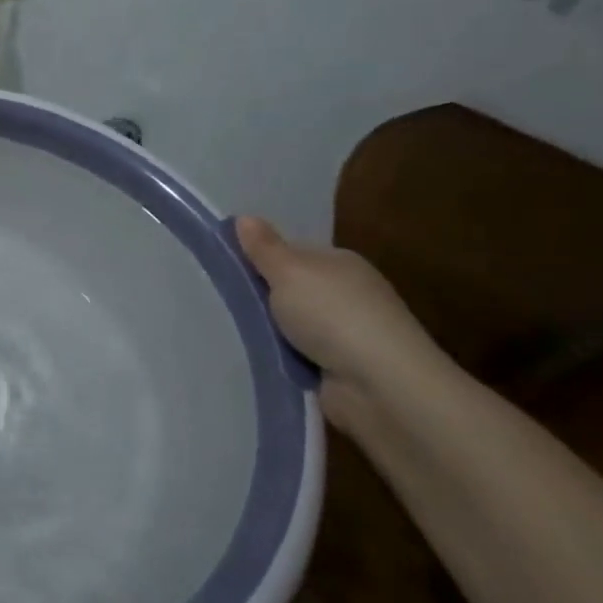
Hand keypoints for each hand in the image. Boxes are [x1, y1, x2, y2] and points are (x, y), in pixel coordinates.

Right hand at [235, 216, 441, 433]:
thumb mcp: (289, 272)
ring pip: (292, 324)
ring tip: (231, 331)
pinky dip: (282, 357)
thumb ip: (264, 248)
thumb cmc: (333, 315)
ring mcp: (347, 332)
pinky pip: (299, 354)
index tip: (227, 269)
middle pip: (292, 289)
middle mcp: (347, 293)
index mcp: (341, 263)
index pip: (293, 253)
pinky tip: (260, 357)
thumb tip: (244, 217)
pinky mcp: (341, 367)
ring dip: (270, 330)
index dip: (261, 259)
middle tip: (223, 301)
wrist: (379, 385)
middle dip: (262, 297)